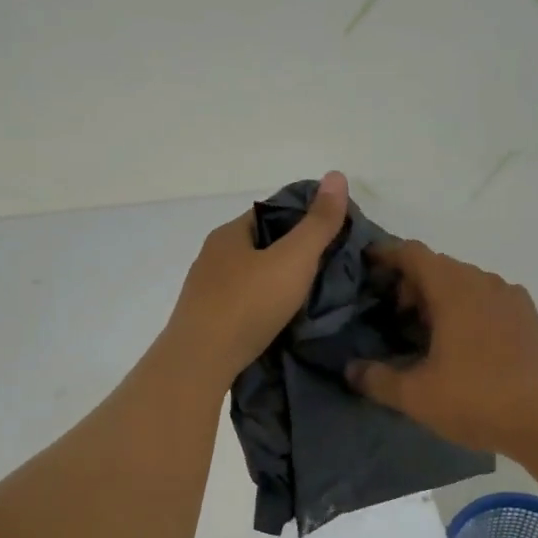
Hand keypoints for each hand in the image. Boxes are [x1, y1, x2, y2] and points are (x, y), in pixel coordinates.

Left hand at [163, 172, 350, 388]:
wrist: (200, 362)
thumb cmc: (248, 304)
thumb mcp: (293, 259)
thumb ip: (318, 223)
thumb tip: (337, 175)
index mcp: (229, 234)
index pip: (271, 213)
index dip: (303, 219)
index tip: (334, 234)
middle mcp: (212, 258)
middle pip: (261, 246)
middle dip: (293, 253)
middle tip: (329, 268)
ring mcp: (206, 292)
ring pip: (251, 277)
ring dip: (277, 283)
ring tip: (311, 297)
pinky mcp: (207, 323)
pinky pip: (243, 305)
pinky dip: (264, 307)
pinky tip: (281, 320)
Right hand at [346, 242, 537, 456]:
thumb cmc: (479, 399)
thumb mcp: (417, 396)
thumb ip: (377, 379)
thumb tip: (351, 370)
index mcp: (454, 289)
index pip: (412, 253)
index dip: (385, 254)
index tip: (366, 265)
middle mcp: (484, 282)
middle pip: (439, 266)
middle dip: (411, 283)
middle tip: (392, 315)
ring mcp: (513, 298)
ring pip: (466, 283)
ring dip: (440, 298)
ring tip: (425, 333)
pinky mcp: (531, 318)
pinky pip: (488, 300)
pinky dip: (467, 309)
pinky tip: (462, 346)